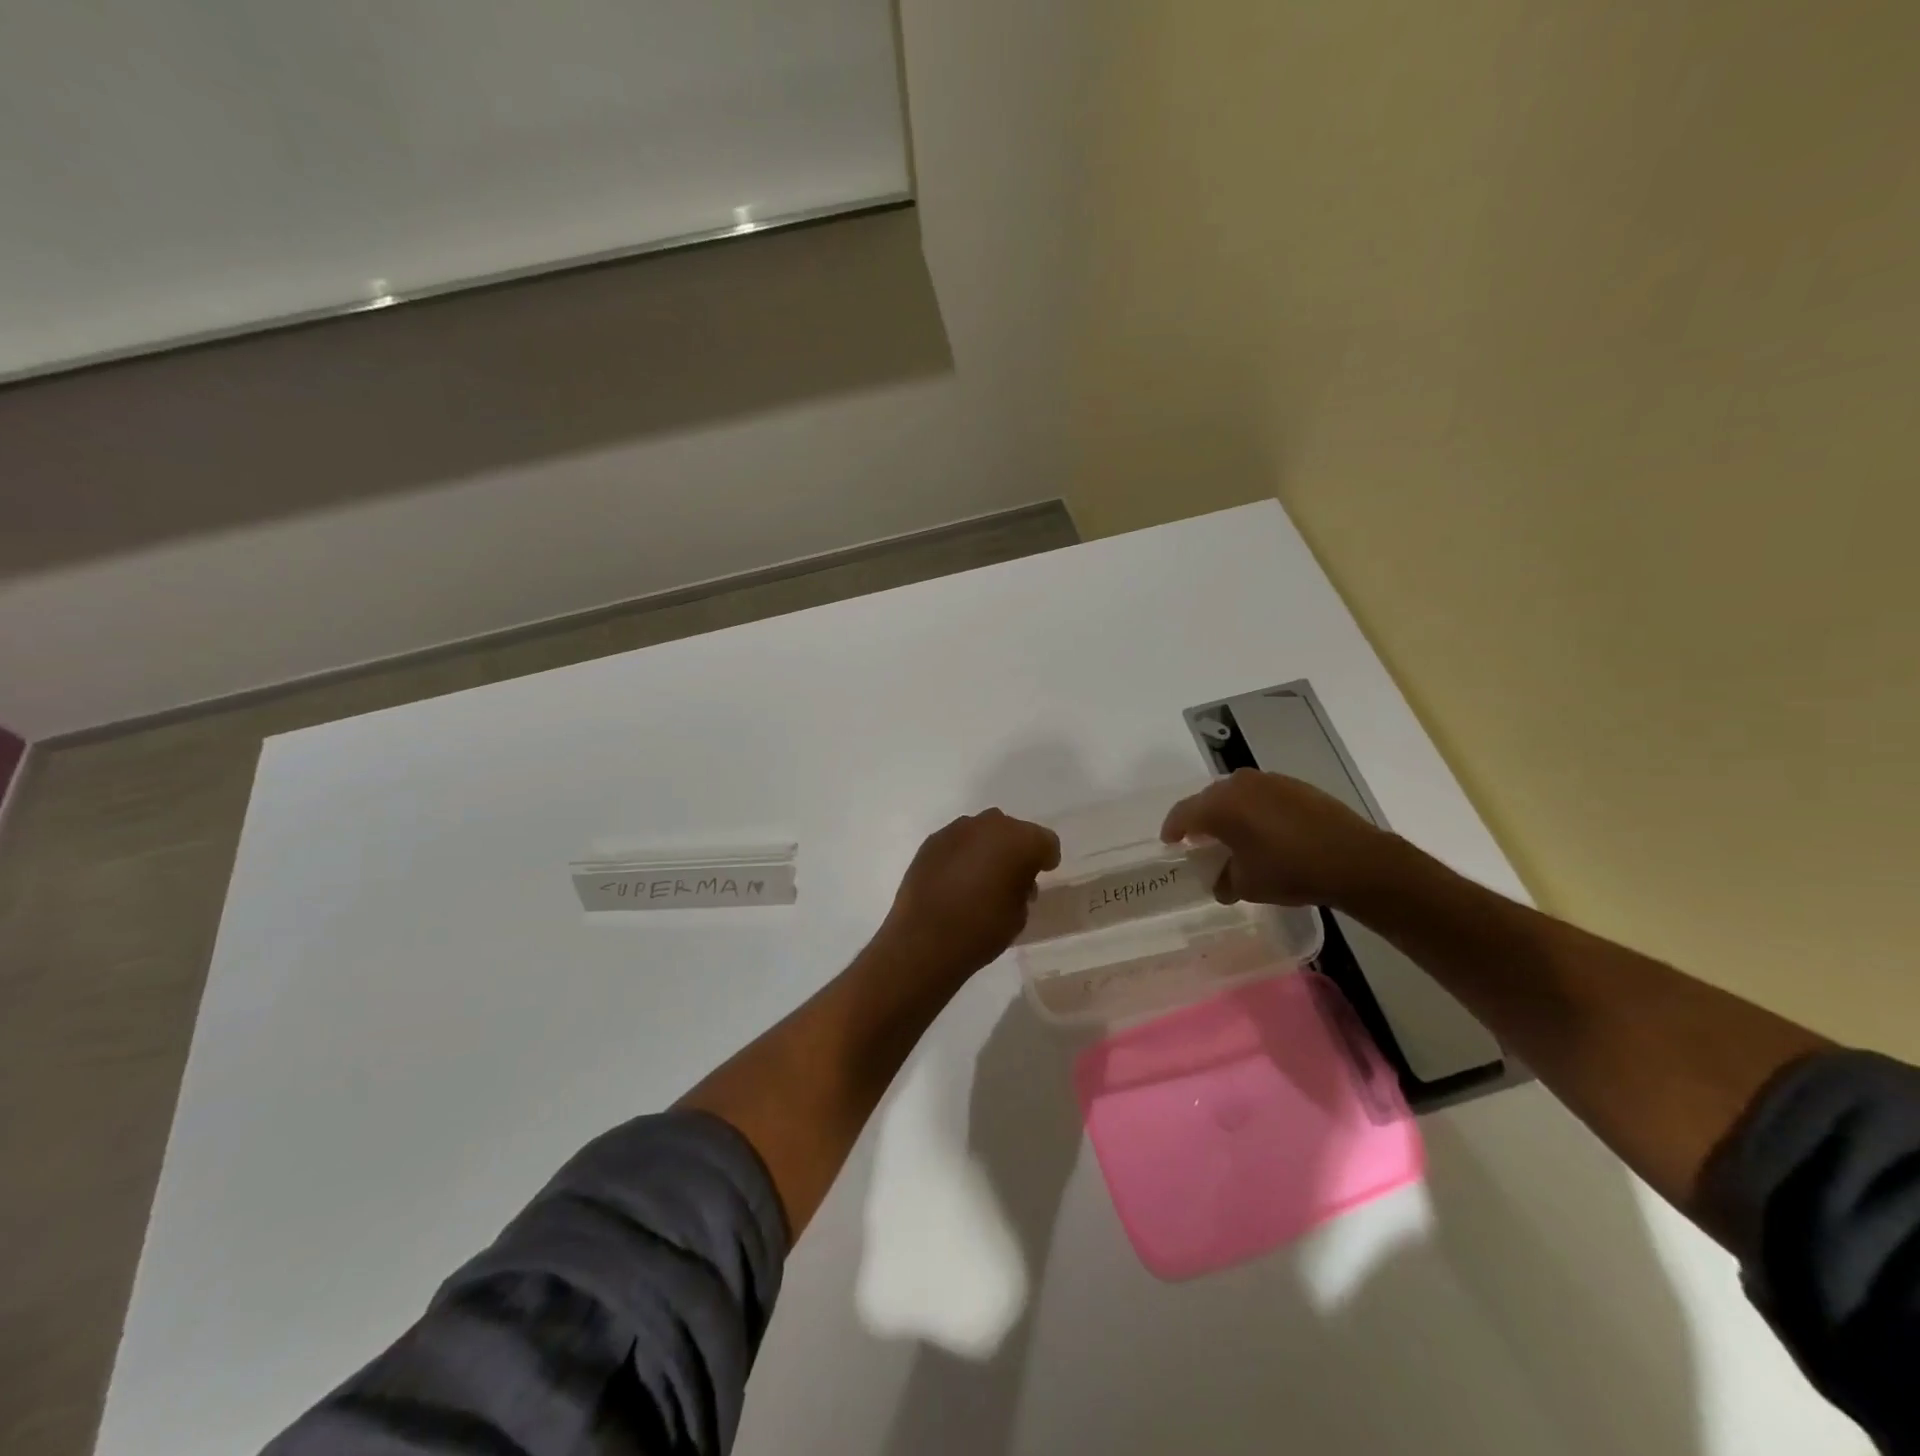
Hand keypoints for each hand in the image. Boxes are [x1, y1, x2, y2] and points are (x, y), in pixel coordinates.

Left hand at [875, 809, 1061, 979]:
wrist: (924, 940)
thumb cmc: (982, 929)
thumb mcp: (1019, 914)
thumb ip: (1023, 887)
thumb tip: (1015, 880)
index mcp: (1020, 841)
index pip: (1045, 841)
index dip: (1046, 858)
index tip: (1042, 873)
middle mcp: (989, 825)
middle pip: (1012, 830)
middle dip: (1016, 848)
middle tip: (1013, 875)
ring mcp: (956, 830)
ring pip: (982, 832)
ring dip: (987, 848)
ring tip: (982, 876)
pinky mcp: (932, 841)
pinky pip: (957, 842)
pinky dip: (962, 854)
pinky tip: (956, 878)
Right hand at [1160, 769, 1391, 908]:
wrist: (1355, 859)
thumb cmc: (1290, 871)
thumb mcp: (1247, 885)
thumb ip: (1223, 881)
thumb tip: (1220, 882)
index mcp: (1220, 805)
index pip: (1183, 814)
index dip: (1173, 829)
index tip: (1170, 843)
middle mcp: (1240, 784)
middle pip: (1208, 800)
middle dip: (1200, 820)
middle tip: (1199, 841)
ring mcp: (1269, 781)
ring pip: (1235, 794)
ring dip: (1228, 813)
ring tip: (1232, 835)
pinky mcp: (1294, 785)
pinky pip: (1260, 795)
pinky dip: (1253, 810)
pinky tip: (1263, 830)